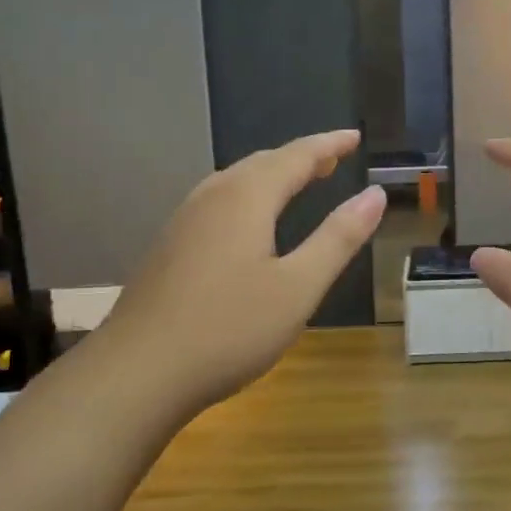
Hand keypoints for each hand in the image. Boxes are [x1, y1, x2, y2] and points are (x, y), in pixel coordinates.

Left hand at [93, 130, 384, 419]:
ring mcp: (184, 221)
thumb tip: (374, 194)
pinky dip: (248, 196)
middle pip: (263, 162)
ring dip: (272, 175)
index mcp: (246, 197)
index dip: (329, 144)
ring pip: (236, 181)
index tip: (355, 137)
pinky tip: (249, 223)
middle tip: (333, 159)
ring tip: (298, 182)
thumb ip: (338, 237)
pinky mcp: (169, 247)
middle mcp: (212, 197)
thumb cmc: (228, 329)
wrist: (136, 373)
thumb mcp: (299, 287)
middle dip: (301, 157)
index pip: (297, 156)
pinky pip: (218, 202)